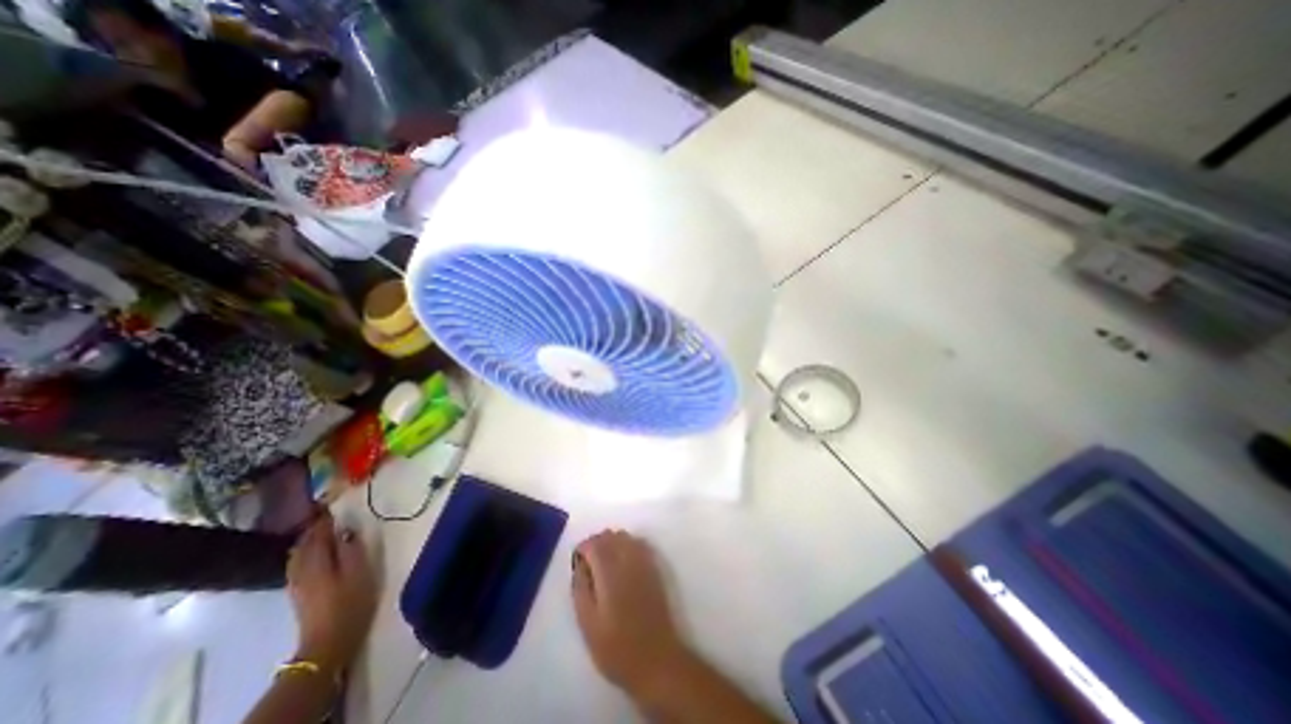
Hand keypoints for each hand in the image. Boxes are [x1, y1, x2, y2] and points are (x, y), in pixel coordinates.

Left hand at [286, 510, 378, 672]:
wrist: (328, 642)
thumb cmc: (350, 602)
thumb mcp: (359, 570)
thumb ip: (352, 546)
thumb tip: (347, 528)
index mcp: (316, 560)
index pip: (317, 531)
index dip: (325, 515)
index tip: (335, 498)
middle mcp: (301, 567)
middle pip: (303, 540)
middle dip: (315, 524)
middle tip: (332, 510)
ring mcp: (297, 580)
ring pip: (299, 551)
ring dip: (311, 537)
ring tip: (327, 527)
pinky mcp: (299, 590)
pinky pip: (299, 561)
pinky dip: (308, 550)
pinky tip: (320, 550)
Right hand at [576, 530, 694, 701]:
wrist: (656, 658)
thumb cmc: (617, 647)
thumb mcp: (588, 623)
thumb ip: (580, 588)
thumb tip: (579, 565)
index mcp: (610, 571)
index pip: (594, 543)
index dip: (583, 549)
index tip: (577, 564)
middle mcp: (628, 559)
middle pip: (610, 535)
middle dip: (596, 544)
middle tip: (588, 565)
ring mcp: (644, 562)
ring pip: (625, 537)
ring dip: (612, 543)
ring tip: (604, 565)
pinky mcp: (654, 568)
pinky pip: (638, 544)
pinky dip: (627, 546)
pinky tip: (622, 564)